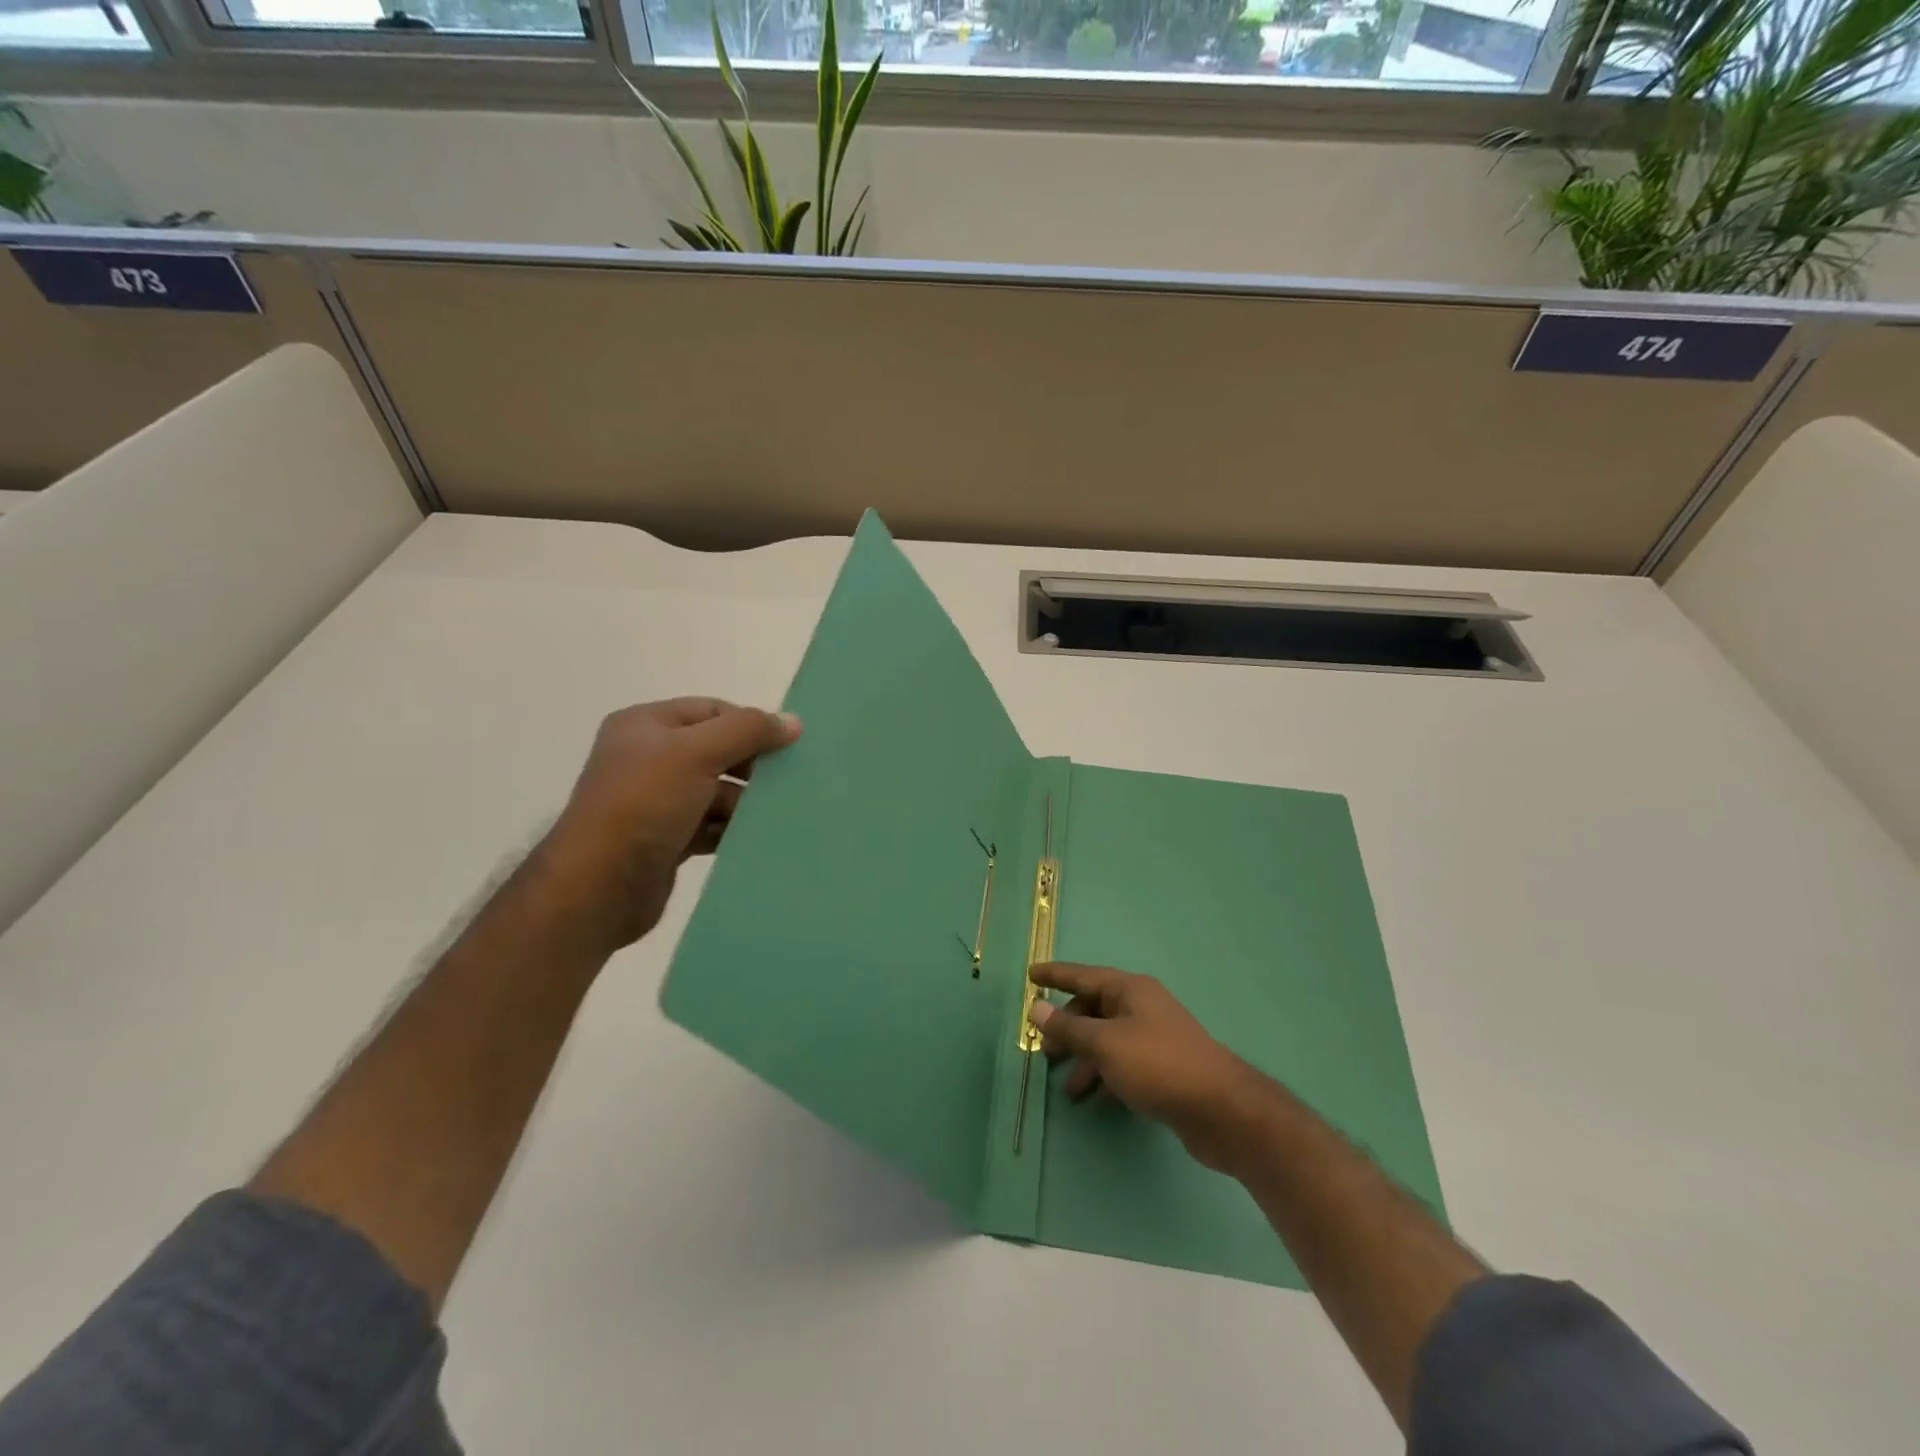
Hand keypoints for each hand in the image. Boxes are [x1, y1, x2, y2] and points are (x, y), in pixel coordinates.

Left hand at [538, 698, 801, 951]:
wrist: (598, 887)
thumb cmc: (644, 805)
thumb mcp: (696, 754)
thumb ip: (747, 731)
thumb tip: (793, 721)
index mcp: (646, 726)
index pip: (712, 711)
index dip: (750, 724)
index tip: (787, 747)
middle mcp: (649, 758)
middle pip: (717, 751)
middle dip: (752, 766)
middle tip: (789, 782)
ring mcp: (656, 802)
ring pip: (716, 792)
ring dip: (746, 803)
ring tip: (780, 815)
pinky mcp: (666, 840)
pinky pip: (710, 826)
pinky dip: (733, 830)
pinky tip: (759, 840)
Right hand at [1030, 961, 1275, 1174]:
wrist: (1222, 1110)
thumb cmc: (1159, 1065)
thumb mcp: (1106, 1045)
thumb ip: (1069, 1028)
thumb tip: (1037, 1008)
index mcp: (1130, 990)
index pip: (1083, 975)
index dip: (1055, 975)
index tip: (1030, 975)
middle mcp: (1142, 1007)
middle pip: (1094, 1009)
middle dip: (1068, 1028)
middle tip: (1044, 1050)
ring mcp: (1155, 1037)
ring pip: (1108, 1040)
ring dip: (1085, 1059)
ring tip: (1069, 1089)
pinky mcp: (1163, 1068)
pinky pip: (1122, 1063)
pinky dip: (1105, 1075)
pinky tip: (1095, 1098)